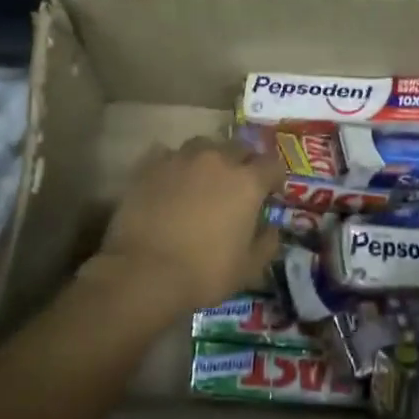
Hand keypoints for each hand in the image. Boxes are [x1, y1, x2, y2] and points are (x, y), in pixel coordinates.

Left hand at [91, 137, 284, 319]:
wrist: (143, 273)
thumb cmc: (204, 273)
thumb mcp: (249, 268)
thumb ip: (267, 243)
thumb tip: (271, 229)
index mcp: (247, 182)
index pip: (272, 165)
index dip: (275, 178)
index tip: (271, 193)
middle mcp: (217, 159)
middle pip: (239, 148)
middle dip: (244, 163)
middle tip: (238, 186)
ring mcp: (181, 158)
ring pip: (203, 146)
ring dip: (210, 159)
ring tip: (204, 179)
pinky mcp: (150, 166)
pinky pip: (169, 155)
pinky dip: (176, 165)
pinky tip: (171, 183)